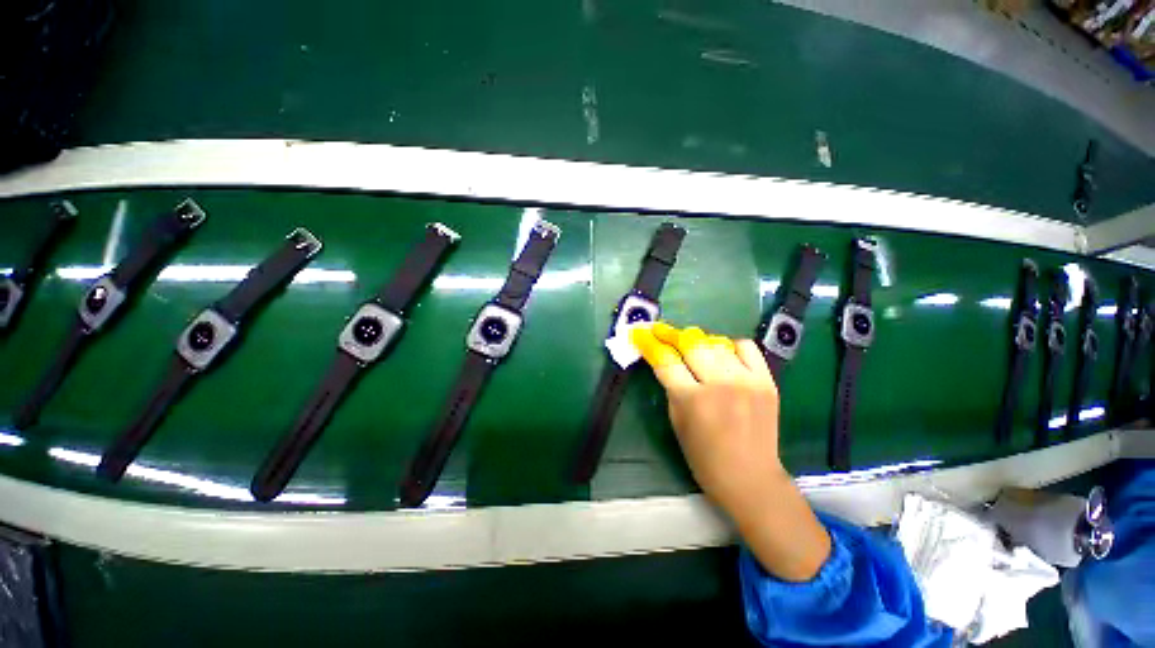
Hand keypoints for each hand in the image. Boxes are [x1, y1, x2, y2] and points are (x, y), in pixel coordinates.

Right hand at [631, 322, 829, 581]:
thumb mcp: (676, 421)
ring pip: (715, 342)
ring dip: (698, 341)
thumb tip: (667, 360)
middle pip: (690, 343)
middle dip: (670, 333)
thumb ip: (672, 388)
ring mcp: (746, 380)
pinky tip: (722, 354)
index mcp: (692, 399)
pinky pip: (745, 347)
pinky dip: (729, 345)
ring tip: (690, 345)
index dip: (650, 343)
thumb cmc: (703, 457)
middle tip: (660, 330)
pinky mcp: (767, 380)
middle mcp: (719, 384)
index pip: (665, 360)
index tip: (641, 333)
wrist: (750, 478)